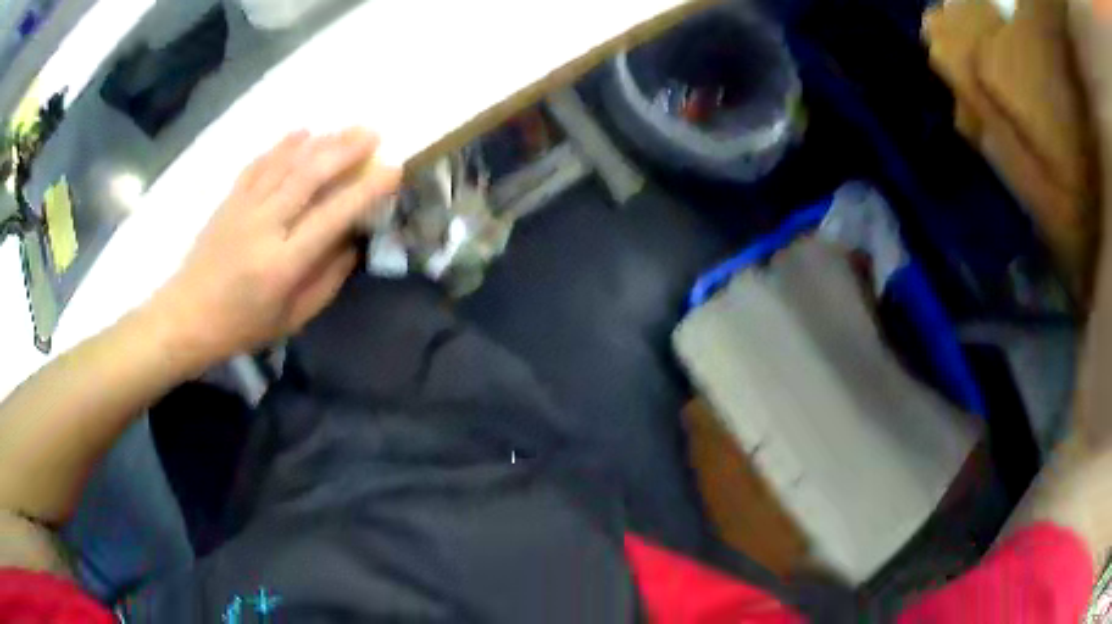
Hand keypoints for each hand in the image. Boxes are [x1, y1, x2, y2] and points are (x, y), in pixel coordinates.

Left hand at [149, 128, 400, 371]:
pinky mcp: (229, 201)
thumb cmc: (242, 325)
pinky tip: (301, 133)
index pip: (330, 218)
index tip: (393, 170)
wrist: (187, 316)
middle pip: (308, 177)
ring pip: (285, 164)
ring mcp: (243, 209)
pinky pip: (258, 165)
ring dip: (320, 142)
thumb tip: (351, 242)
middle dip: (344, 151)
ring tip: (346, 129)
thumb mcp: (292, 319)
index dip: (364, 191)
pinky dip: (281, 146)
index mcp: (282, 264)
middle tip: (373, 134)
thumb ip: (326, 281)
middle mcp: (264, 228)